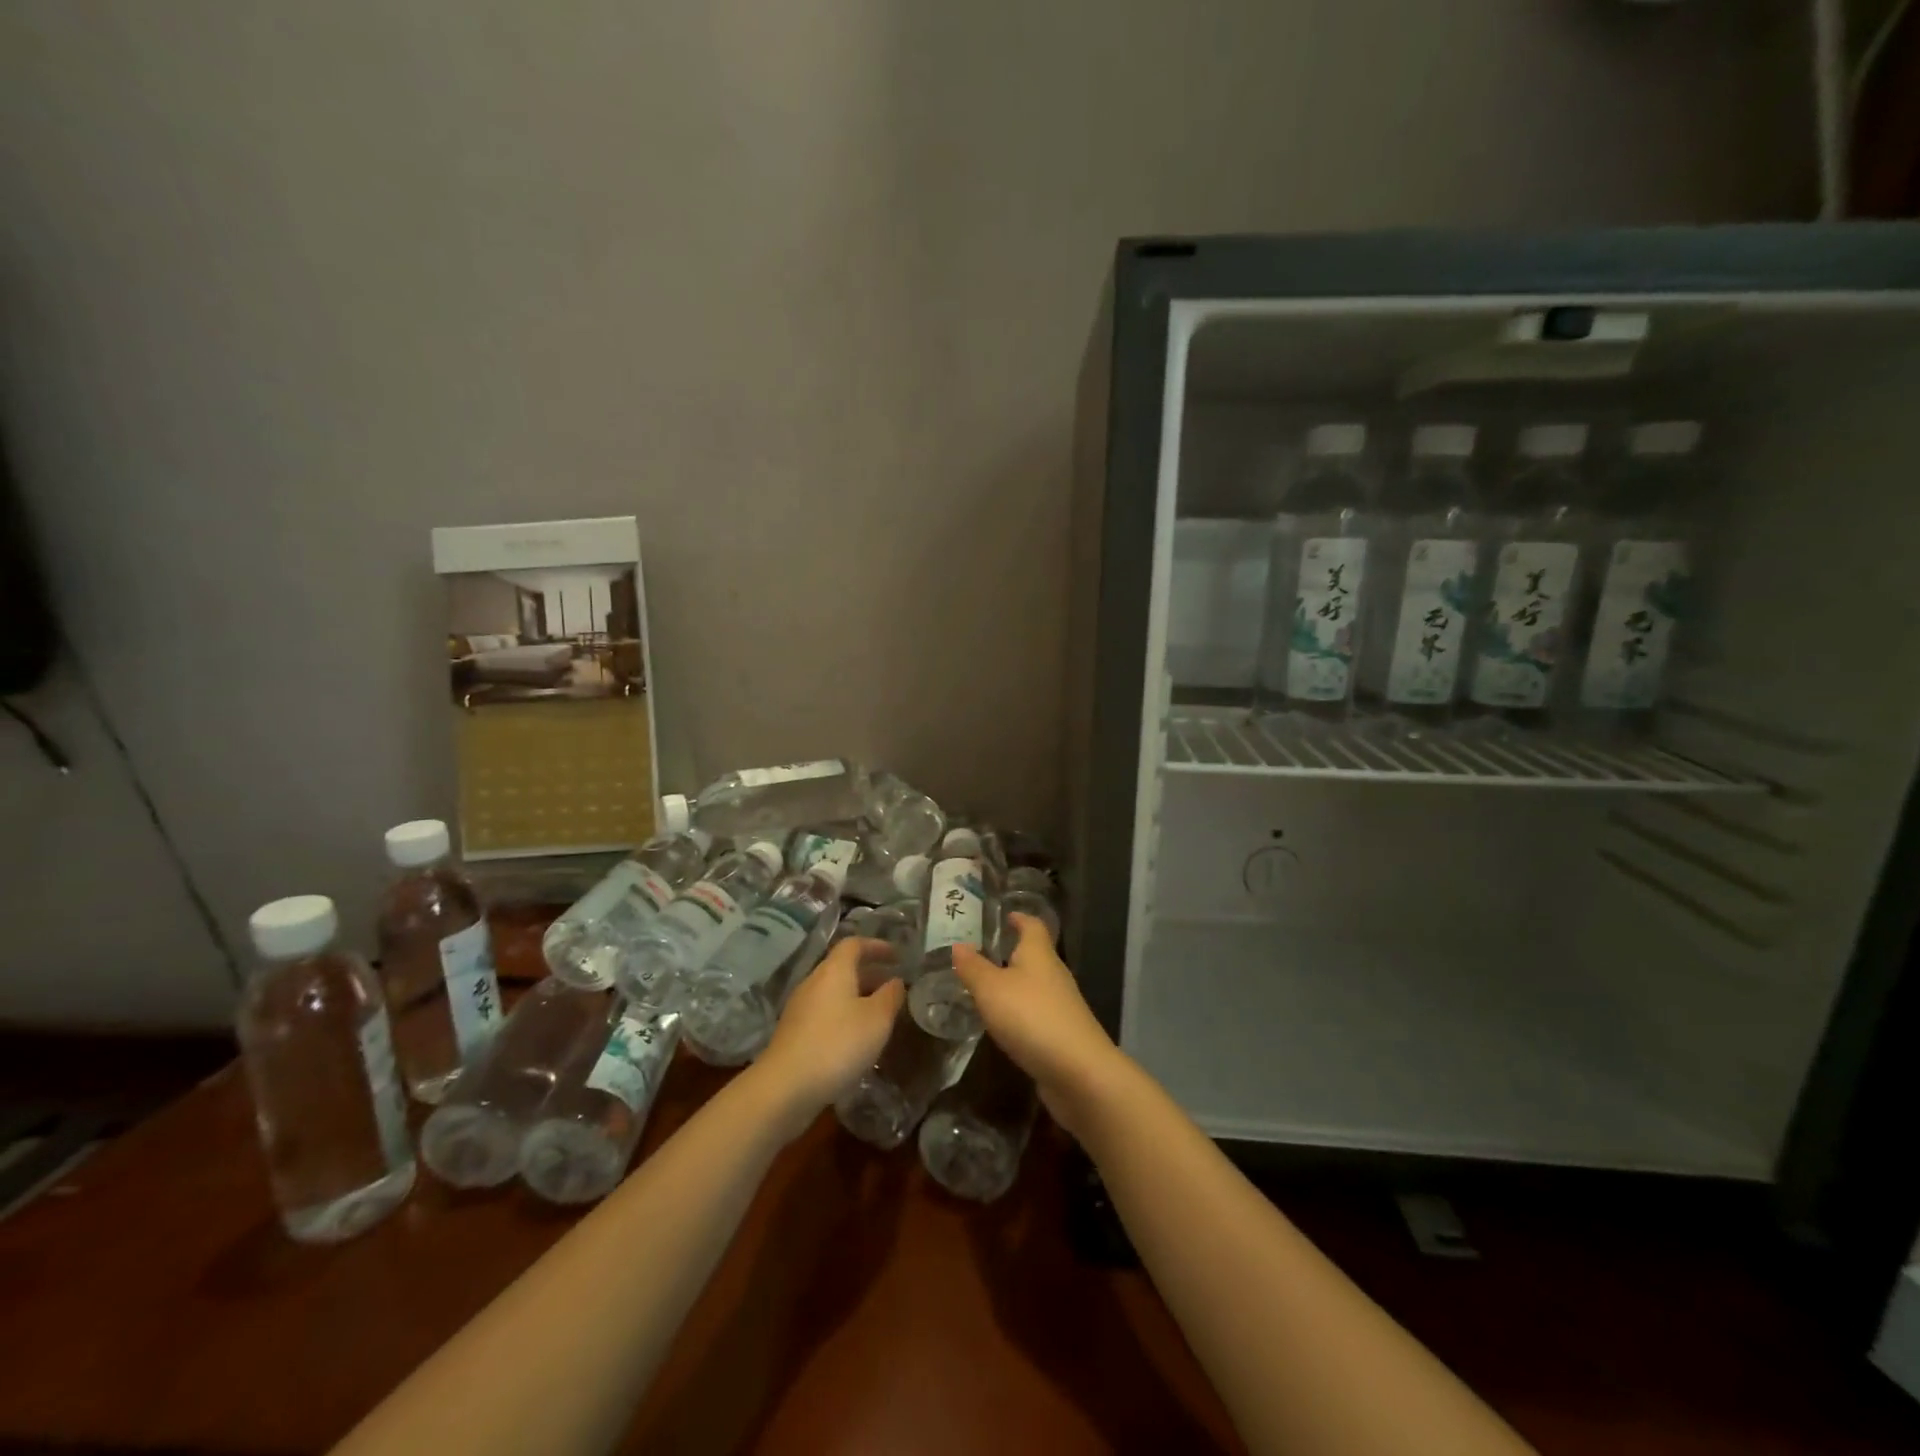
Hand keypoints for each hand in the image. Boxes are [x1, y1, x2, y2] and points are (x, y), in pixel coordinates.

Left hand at [754, 938, 904, 1125]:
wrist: (785, 1088)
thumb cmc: (838, 1044)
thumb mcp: (877, 1020)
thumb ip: (890, 996)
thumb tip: (896, 981)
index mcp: (834, 970)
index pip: (854, 944)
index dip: (877, 946)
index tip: (898, 956)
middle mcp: (814, 982)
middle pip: (843, 968)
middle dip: (870, 974)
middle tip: (893, 986)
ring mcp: (800, 1008)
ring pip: (834, 992)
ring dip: (858, 997)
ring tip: (880, 1014)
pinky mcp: (794, 1033)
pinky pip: (825, 1013)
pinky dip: (844, 1016)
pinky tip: (856, 1038)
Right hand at [952, 913, 1123, 1137]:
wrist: (1078, 1071)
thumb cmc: (1031, 1017)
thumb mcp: (991, 989)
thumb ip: (973, 967)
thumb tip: (958, 945)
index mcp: (1039, 953)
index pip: (1032, 924)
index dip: (1018, 917)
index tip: (1001, 916)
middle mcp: (1053, 973)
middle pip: (1034, 954)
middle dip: (1010, 951)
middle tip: (979, 953)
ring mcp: (1061, 1004)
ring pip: (1034, 985)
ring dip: (1013, 984)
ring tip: (983, 988)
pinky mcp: (1062, 1032)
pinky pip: (1036, 1012)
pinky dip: (1019, 1012)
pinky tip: (1002, 1023)